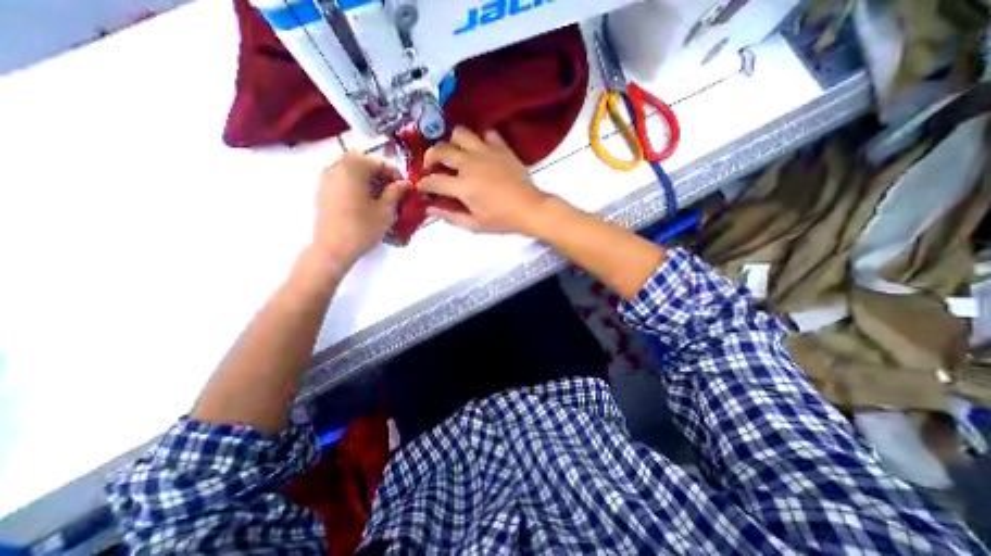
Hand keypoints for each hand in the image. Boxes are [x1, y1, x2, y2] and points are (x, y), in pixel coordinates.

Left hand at [308, 152, 404, 274]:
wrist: (332, 248)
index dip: (395, 174)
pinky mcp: (322, 191)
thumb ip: (396, 192)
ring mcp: (326, 179)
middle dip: (379, 173)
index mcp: (353, 168)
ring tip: (380, 197)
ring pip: (351, 170)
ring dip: (367, 178)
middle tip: (392, 190)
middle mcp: (336, 167)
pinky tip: (365, 202)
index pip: (378, 162)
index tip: (404, 188)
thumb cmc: (362, 228)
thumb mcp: (386, 210)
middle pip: (362, 162)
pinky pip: (342, 179)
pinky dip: (356, 185)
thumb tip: (406, 183)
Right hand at [417, 125, 554, 233]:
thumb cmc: (502, 220)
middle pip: (441, 150)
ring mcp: (486, 152)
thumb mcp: (474, 224)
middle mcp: (470, 164)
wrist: (529, 208)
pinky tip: (480, 150)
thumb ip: (450, 216)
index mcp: (463, 186)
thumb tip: (430, 209)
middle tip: (433, 166)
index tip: (421, 187)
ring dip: (453, 142)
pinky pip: (486, 133)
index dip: (423, 184)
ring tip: (455, 153)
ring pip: (460, 133)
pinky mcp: (501, 147)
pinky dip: (480, 140)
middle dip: (430, 157)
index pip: (433, 181)